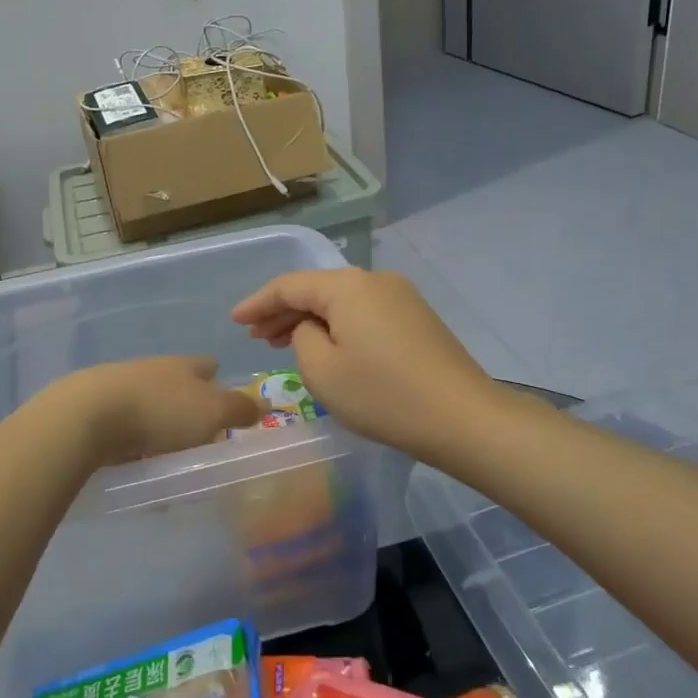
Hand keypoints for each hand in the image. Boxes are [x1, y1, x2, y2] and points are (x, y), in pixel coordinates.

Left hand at [42, 356, 260, 468]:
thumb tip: (261, 404)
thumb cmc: (161, 411)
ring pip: (149, 404)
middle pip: (177, 384)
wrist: (87, 415)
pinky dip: (131, 441)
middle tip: (199, 438)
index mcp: (184, 365)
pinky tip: (133, 462)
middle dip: (188, 406)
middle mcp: (153, 369)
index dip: (219, 382)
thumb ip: (239, 409)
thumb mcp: (213, 411)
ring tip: (166, 457)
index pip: (208, 366)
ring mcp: (120, 386)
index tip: (225, 405)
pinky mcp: (93, 409)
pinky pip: (122, 426)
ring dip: (158, 425)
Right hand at [231, 268, 495, 458]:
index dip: (258, 303)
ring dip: (311, 319)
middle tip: (257, 336)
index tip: (235, 321)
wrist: (462, 418)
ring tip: (284, 342)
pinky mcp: (417, 318)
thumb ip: (302, 338)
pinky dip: (339, 326)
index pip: (289, 285)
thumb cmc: (383, 395)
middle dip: (283, 311)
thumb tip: (312, 328)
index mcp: (347, 285)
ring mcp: (401, 297)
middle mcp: (375, 280)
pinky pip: (364, 313)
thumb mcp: (323, 371)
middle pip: (317, 289)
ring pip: (342, 301)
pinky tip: (328, 346)